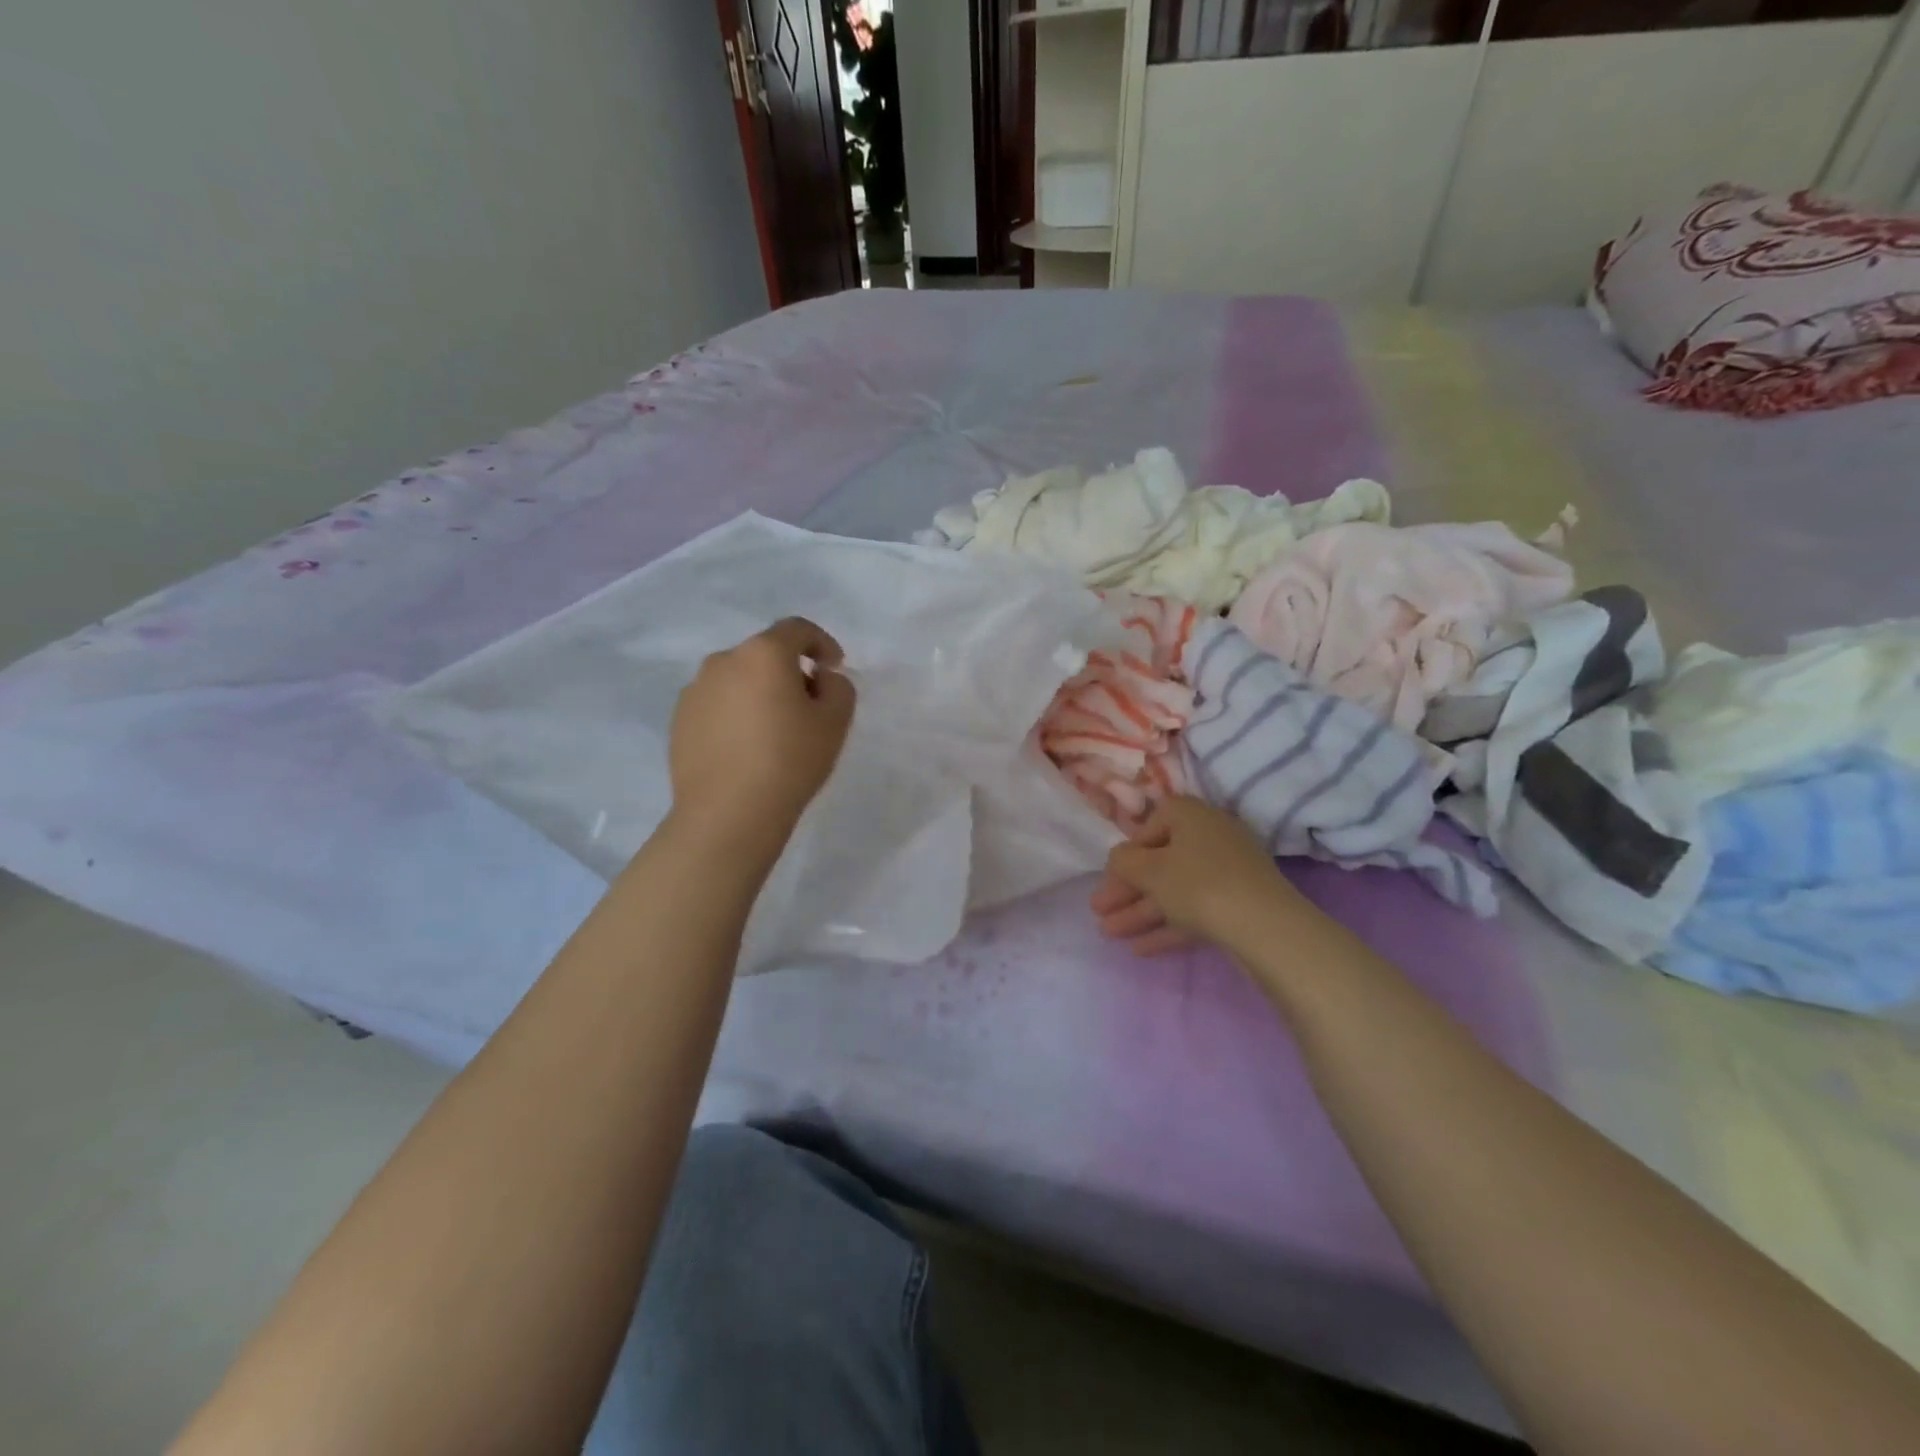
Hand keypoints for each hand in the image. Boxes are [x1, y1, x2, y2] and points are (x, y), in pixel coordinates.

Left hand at [668, 618, 855, 857]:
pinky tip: (746, 749)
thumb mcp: (835, 722)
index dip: (822, 643)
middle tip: (809, 706)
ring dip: (759, 692)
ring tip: (774, 732)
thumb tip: (819, 678)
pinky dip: (735, 714)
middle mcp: (723, 661)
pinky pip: (717, 705)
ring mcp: (695, 690)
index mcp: (763, 653)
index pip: (797, 629)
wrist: (728, 814)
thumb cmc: (790, 761)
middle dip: (790, 671)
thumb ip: (838, 686)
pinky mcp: (680, 720)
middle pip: (764, 654)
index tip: (834, 668)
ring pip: (738, 679)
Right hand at [1092, 797, 1306, 955]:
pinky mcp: (1238, 907)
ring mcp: (1228, 874)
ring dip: (1140, 911)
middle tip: (1099, 911)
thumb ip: (1124, 861)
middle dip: (1127, 889)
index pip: (1153, 823)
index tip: (1113, 875)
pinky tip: (1140, 949)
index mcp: (1192, 816)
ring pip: (1175, 890)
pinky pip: (1194, 911)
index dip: (1129, 850)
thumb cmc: (1199, 884)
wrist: (1265, 928)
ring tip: (1109, 934)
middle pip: (1161, 862)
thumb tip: (1120, 858)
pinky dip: (1167, 926)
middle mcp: (1212, 838)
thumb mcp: (1149, 869)